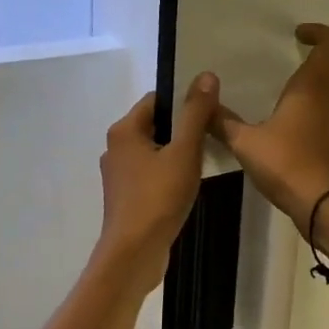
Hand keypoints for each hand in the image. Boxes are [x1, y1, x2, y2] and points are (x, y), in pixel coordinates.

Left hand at [95, 73, 218, 292]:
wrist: (134, 253)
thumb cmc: (158, 198)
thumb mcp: (184, 152)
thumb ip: (195, 113)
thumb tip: (206, 75)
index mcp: (124, 130)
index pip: (156, 100)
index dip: (184, 103)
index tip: (210, 113)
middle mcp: (115, 148)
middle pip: (155, 125)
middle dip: (183, 130)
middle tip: (212, 137)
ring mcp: (118, 175)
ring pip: (154, 151)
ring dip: (177, 154)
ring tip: (204, 162)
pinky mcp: (125, 197)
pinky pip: (151, 174)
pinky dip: (168, 175)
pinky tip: (187, 187)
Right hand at [213, 23, 328, 234]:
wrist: (323, 206)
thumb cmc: (286, 163)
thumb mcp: (245, 142)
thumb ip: (223, 123)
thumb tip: (202, 106)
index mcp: (312, 87)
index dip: (320, 33)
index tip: (299, 36)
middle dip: (328, 65)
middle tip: (300, 68)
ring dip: (324, 92)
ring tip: (292, 100)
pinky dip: (319, 118)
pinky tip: (293, 130)